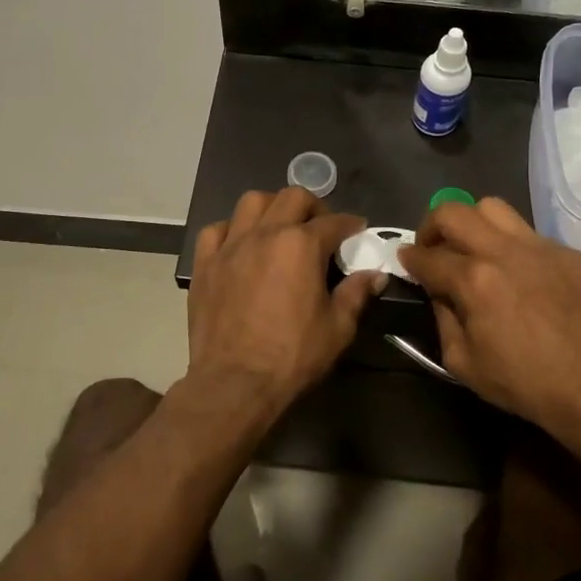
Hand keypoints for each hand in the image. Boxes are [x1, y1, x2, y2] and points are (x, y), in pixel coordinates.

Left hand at [188, 187, 386, 412]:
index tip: (357, 230)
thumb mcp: (337, 328)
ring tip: (279, 227)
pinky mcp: (205, 264)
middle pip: (292, 197)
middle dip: (313, 206)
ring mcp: (230, 246)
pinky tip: (240, 246)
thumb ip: (356, 294)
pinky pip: (216, 230)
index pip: (334, 222)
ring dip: (271, 208)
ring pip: (251, 202)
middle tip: (320, 228)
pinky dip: (231, 230)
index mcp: (301, 245)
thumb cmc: (292, 356)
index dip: (351, 224)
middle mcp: (265, 234)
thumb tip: (375, 275)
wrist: (234, 383)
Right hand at [398, 198, 580, 439]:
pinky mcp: (568, 254)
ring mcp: (540, 247)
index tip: (405, 260)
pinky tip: (518, 273)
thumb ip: (442, 317)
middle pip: (454, 212)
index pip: (427, 256)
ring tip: (473, 248)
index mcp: (474, 280)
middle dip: (432, 225)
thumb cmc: (522, 382)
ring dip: (472, 223)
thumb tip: (437, 290)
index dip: (409, 258)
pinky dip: (511, 245)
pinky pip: (529, 233)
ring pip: (493, 208)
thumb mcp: (462, 361)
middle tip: (433, 247)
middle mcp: (504, 252)